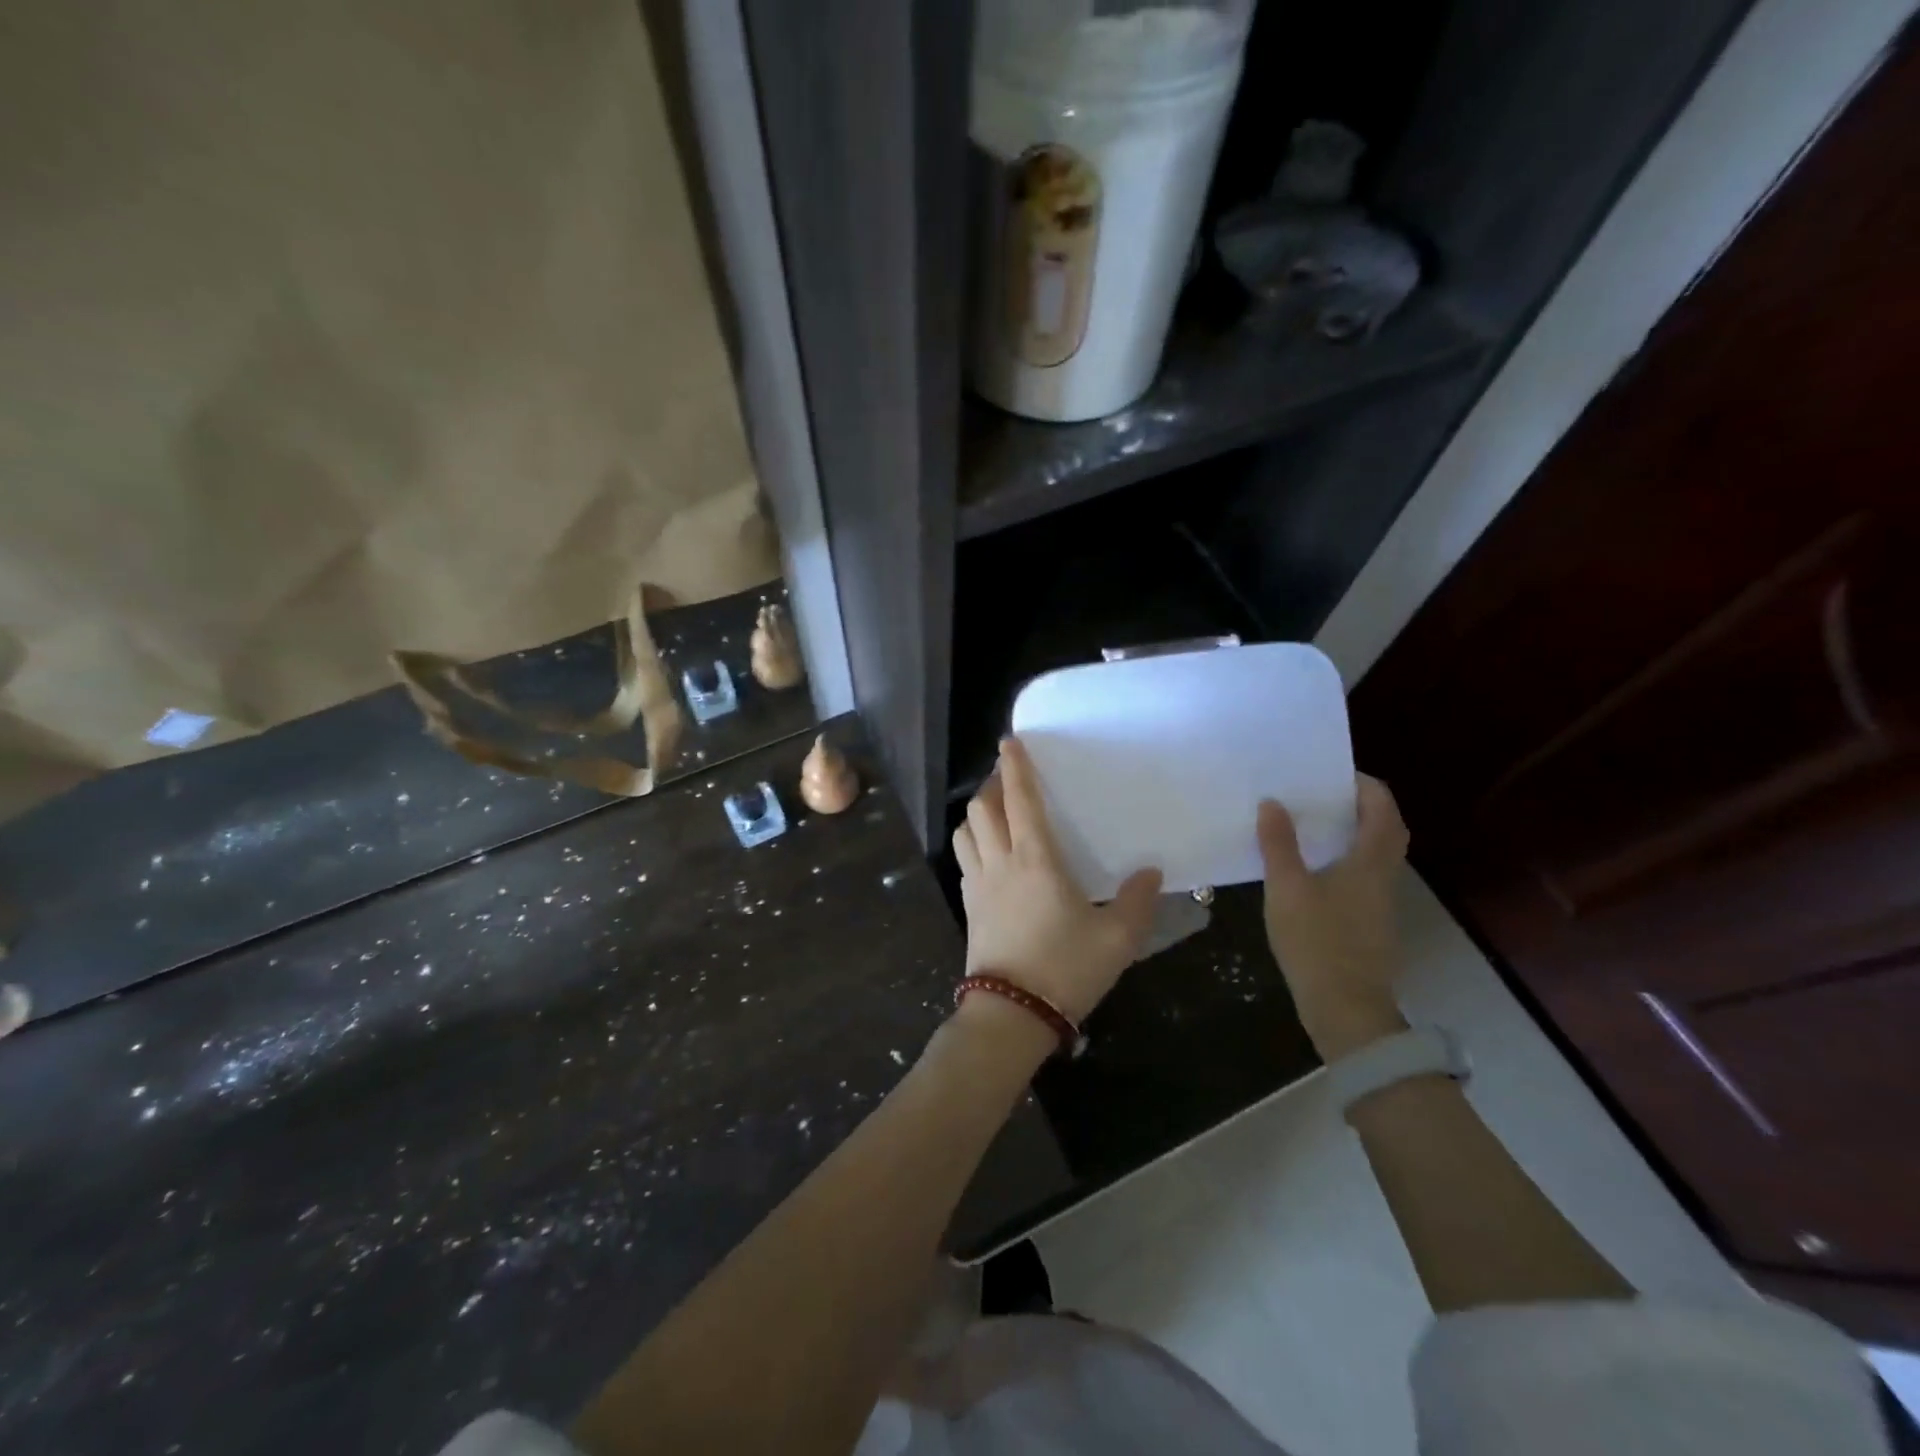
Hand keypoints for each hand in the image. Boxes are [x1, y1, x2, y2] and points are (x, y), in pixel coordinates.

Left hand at [952, 737, 1162, 1023]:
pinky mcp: (970, 907)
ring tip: (996, 811)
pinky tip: (992, 854)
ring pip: (965, 832)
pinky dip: (973, 842)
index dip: (1014, 767)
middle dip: (993, 784)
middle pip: (982, 808)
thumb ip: (1137, 902)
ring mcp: (979, 885)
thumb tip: (1151, 872)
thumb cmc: (1065, 969)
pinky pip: (965, 860)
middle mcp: (1000, 862)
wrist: (1011, 1014)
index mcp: (1035, 859)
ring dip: (977, 812)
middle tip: (1010, 777)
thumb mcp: (1117, 939)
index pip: (1019, 800)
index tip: (1010, 742)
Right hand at [1257, 775, 1410, 1058]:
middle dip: (1360, 805)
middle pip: (1385, 829)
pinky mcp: (1370, 922)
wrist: (1345, 1008)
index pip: (1382, 807)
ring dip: (1352, 832)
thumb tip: (1273, 802)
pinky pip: (1363, 874)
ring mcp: (1380, 902)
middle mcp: (1384, 875)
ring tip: (1310, 823)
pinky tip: (1311, 867)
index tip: (1331, 772)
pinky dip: (1345, 858)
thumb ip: (1279, 844)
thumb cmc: (1317, 941)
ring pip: (1375, 853)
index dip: (1363, 784)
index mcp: (1370, 861)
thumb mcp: (1287, 889)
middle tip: (1321, 794)